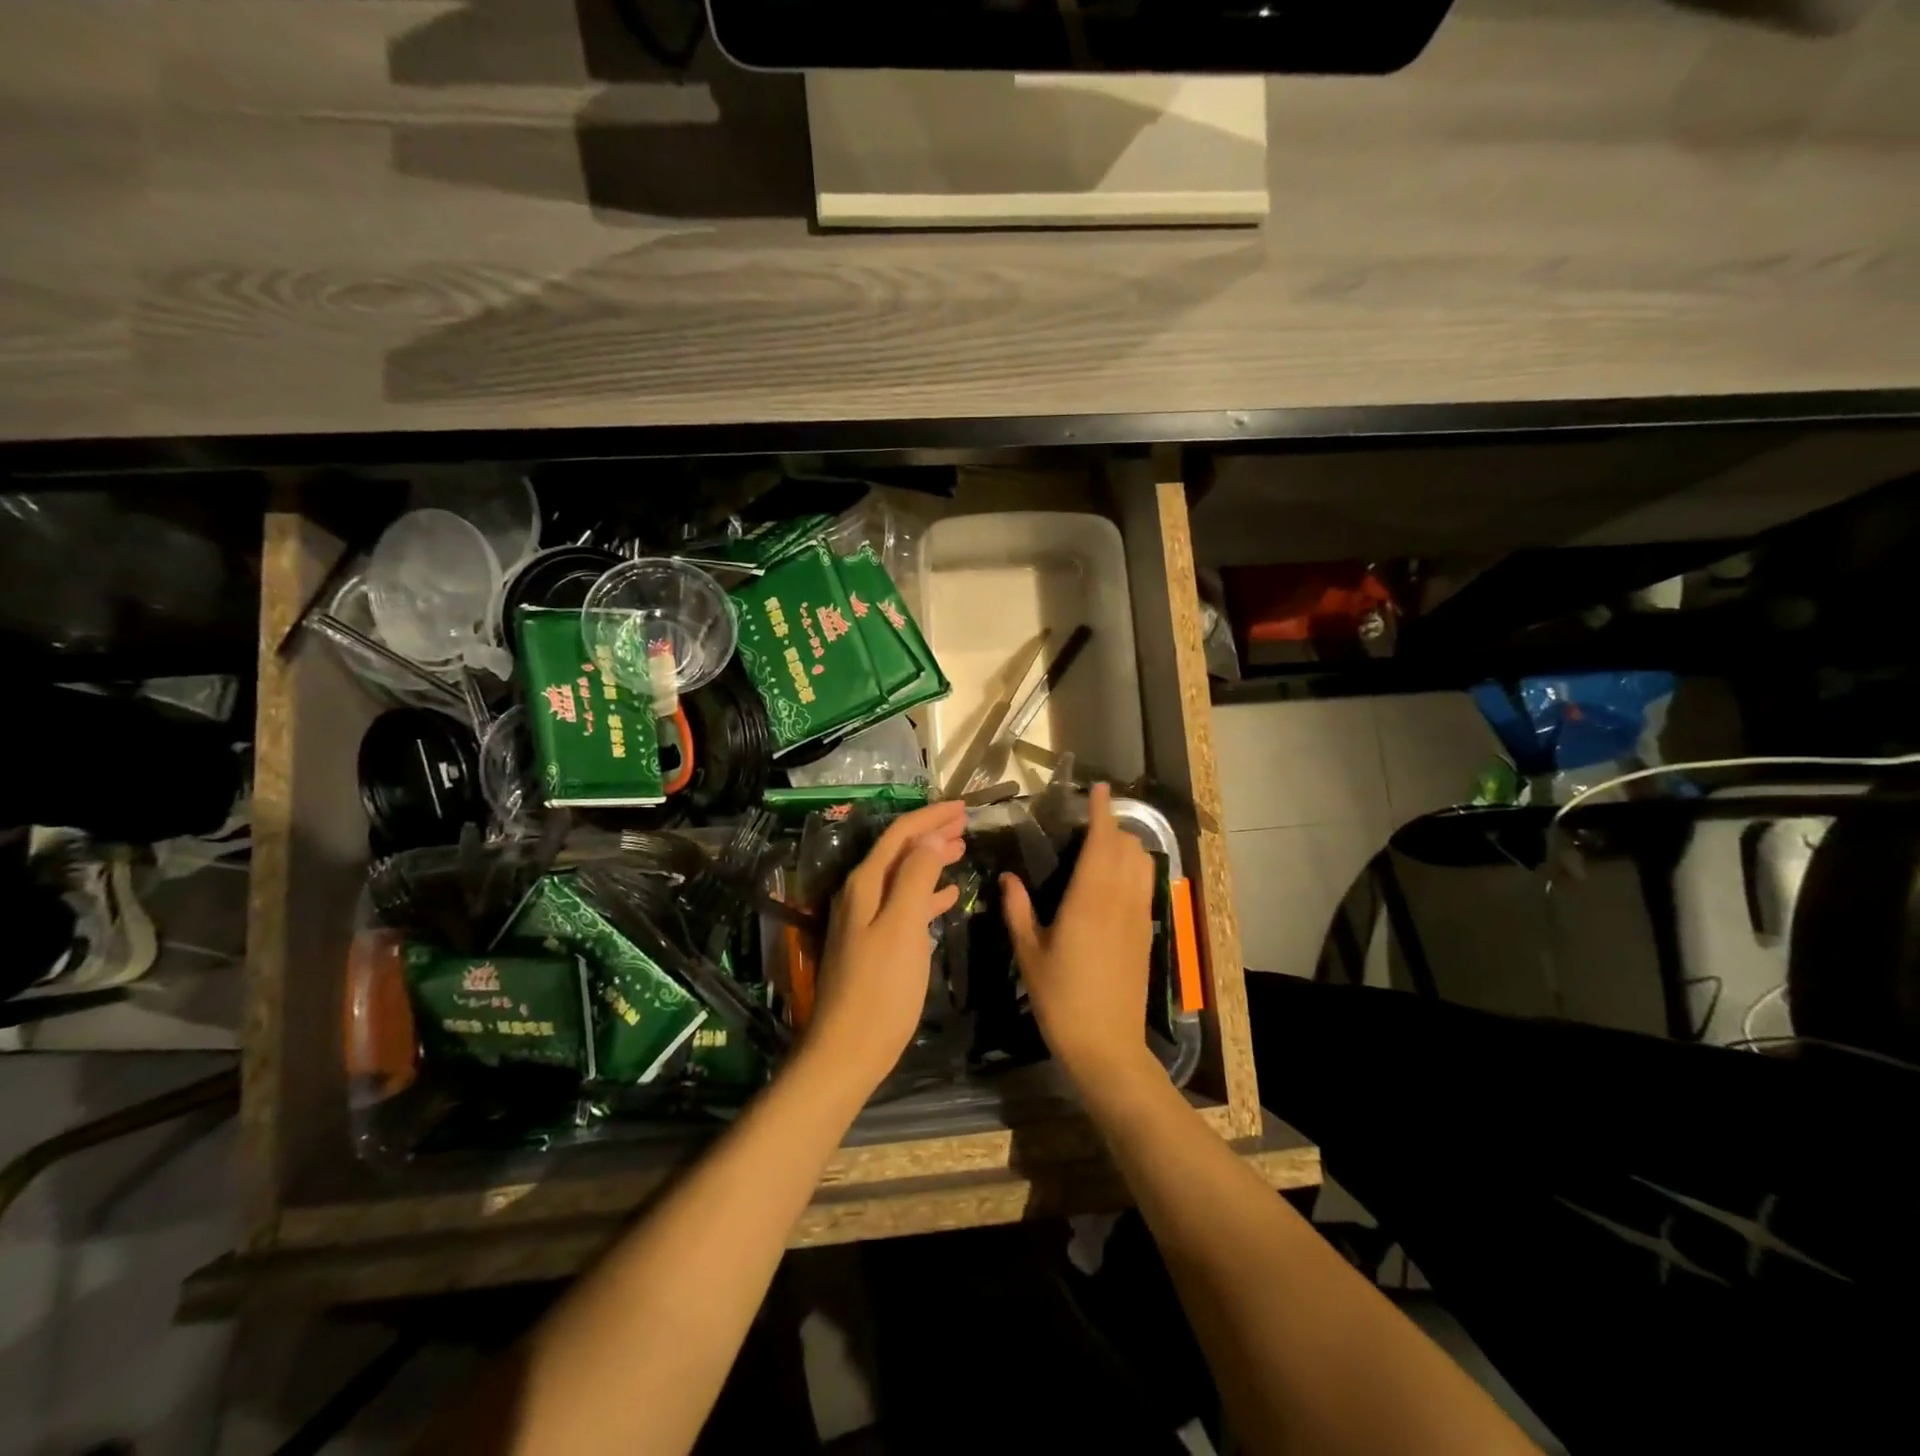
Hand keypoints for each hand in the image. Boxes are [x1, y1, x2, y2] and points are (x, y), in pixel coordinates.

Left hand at [804, 799, 967, 1095]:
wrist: (848, 1050)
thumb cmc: (881, 988)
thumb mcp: (902, 927)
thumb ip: (915, 878)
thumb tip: (928, 840)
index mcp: (865, 884)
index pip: (899, 835)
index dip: (930, 817)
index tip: (962, 807)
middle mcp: (860, 894)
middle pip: (899, 851)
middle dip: (931, 834)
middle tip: (965, 823)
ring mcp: (865, 920)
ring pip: (903, 876)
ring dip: (930, 861)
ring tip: (960, 850)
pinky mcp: (873, 944)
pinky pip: (904, 905)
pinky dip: (926, 894)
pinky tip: (948, 896)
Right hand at [1001, 783, 1158, 1089]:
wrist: (1107, 1046)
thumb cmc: (1061, 999)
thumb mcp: (1029, 953)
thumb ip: (1018, 910)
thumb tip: (1007, 877)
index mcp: (1089, 900)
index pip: (1101, 842)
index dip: (1102, 812)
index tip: (1100, 788)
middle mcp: (1119, 900)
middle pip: (1127, 847)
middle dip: (1113, 825)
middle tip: (1090, 820)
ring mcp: (1138, 917)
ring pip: (1142, 864)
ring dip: (1127, 845)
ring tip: (1104, 844)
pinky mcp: (1146, 932)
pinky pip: (1146, 885)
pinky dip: (1135, 868)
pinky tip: (1116, 879)